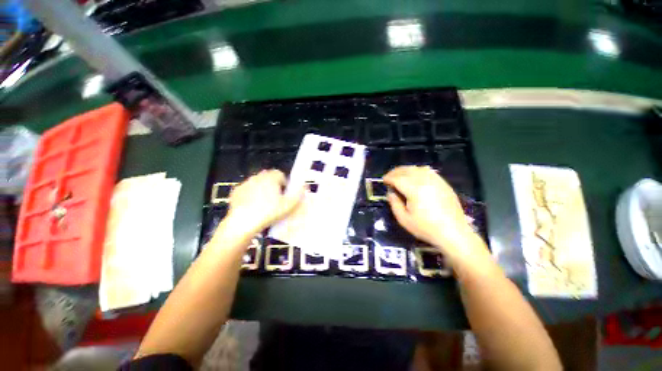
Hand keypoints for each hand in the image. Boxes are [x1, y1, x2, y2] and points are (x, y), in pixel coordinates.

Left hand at [224, 170, 303, 234]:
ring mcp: (245, 184)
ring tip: (264, 205)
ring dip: (262, 190)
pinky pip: (247, 191)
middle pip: (269, 178)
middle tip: (276, 200)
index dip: (285, 183)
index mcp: (271, 178)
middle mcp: (257, 177)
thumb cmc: (269, 212)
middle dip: (273, 186)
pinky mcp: (236, 192)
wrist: (243, 223)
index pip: (280, 174)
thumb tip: (305, 187)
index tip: (285, 194)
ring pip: (257, 183)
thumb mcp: (289, 206)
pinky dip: (250, 196)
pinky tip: (252, 207)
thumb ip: (299, 194)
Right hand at [383, 166, 476, 256]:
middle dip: (396, 172)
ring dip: (407, 170)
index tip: (383, 180)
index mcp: (415, 190)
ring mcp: (436, 181)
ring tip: (401, 175)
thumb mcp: (404, 219)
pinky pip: (429, 171)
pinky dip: (419, 171)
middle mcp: (425, 181)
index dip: (389, 178)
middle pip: (407, 170)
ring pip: (418, 169)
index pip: (398, 178)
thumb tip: (391, 192)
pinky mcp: (444, 184)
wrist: (453, 233)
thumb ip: (394, 203)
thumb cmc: (426, 228)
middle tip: (389, 177)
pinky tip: (416, 177)